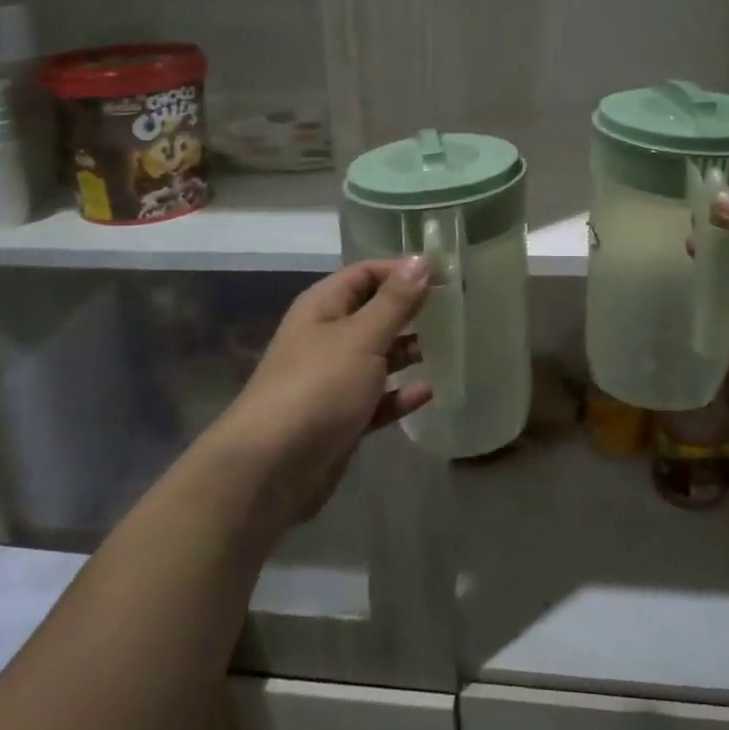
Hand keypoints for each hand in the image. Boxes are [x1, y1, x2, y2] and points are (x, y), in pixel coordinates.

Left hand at [212, 258, 432, 528]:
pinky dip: (400, 395)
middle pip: (374, 313)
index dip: (402, 271)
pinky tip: (429, 393)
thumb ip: (394, 302)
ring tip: (452, 348)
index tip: (447, 276)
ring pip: (377, 357)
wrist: (271, 468)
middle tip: (457, 312)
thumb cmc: (318, 387)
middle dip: (411, 311)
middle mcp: (326, 337)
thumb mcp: (361, 338)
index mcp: (323, 307)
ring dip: (409, 352)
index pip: (366, 274)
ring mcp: (332, 379)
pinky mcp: (341, 418)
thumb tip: (421, 260)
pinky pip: (377, 398)